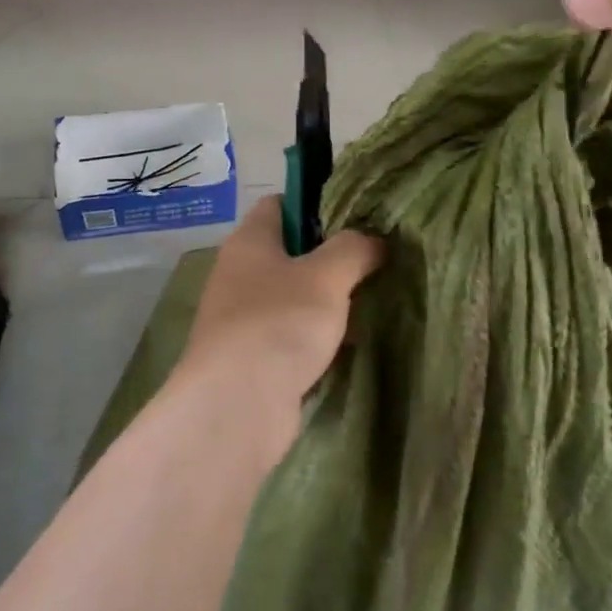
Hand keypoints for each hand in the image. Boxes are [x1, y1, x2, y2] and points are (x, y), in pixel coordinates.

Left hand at [175, 197, 382, 434]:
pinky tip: (350, 344)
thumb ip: (354, 249)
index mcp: (249, 241)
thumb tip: (374, 241)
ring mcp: (243, 317)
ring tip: (372, 301)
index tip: (355, 216)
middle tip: (375, 261)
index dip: (315, 204)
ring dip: (327, 301)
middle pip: (290, 252)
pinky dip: (317, 337)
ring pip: (293, 296)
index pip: (280, 204)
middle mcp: (239, 273)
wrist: (236, 406)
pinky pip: (291, 335)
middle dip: (331, 257)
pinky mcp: (253, 357)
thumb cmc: (279, 324)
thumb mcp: (327, 275)